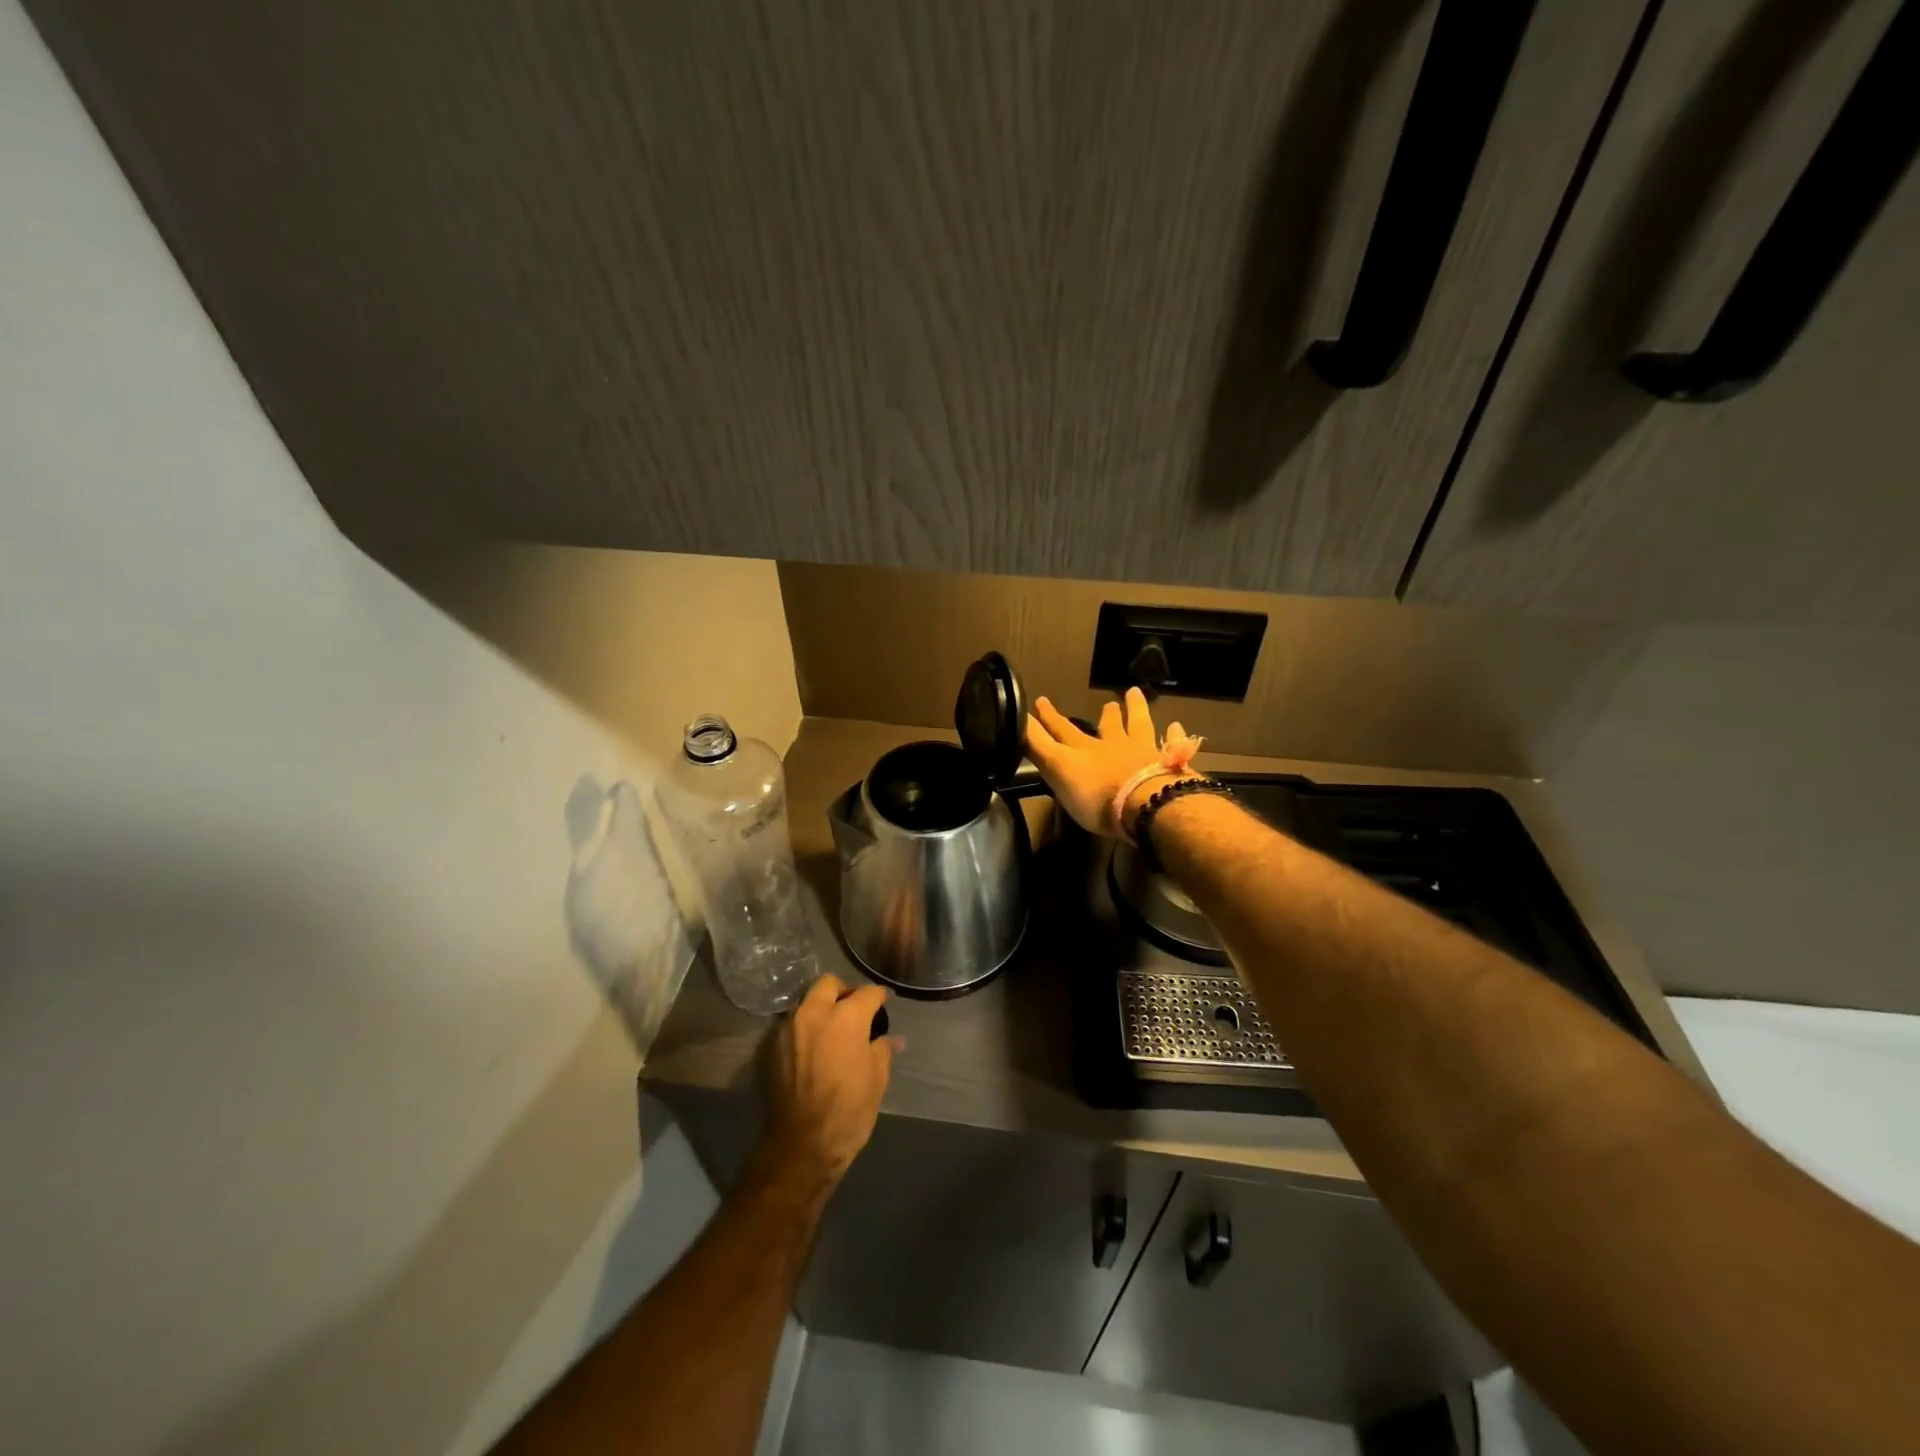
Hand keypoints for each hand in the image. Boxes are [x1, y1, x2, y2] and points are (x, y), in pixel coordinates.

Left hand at [759, 974, 898, 1188]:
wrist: (801, 1145)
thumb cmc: (848, 1111)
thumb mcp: (876, 1080)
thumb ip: (883, 1050)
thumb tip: (892, 1038)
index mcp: (846, 1017)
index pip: (867, 993)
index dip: (880, 996)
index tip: (885, 1002)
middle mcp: (814, 1013)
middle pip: (829, 983)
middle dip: (844, 991)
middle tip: (854, 1010)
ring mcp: (789, 1027)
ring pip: (807, 1002)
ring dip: (821, 1008)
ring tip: (833, 1029)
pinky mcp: (772, 1046)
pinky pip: (792, 1024)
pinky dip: (805, 1027)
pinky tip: (814, 1047)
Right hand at [1025, 688, 1200, 839]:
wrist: (1145, 805)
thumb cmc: (1096, 794)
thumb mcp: (1058, 769)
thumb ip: (1039, 747)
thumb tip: (1017, 720)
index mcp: (1085, 750)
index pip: (1062, 731)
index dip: (1049, 718)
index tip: (1040, 701)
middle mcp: (1114, 746)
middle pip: (1107, 726)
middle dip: (1102, 715)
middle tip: (1106, 702)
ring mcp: (1144, 753)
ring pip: (1139, 725)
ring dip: (1136, 710)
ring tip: (1134, 694)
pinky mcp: (1168, 764)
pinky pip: (1172, 744)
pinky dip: (1173, 734)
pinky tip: (1176, 725)